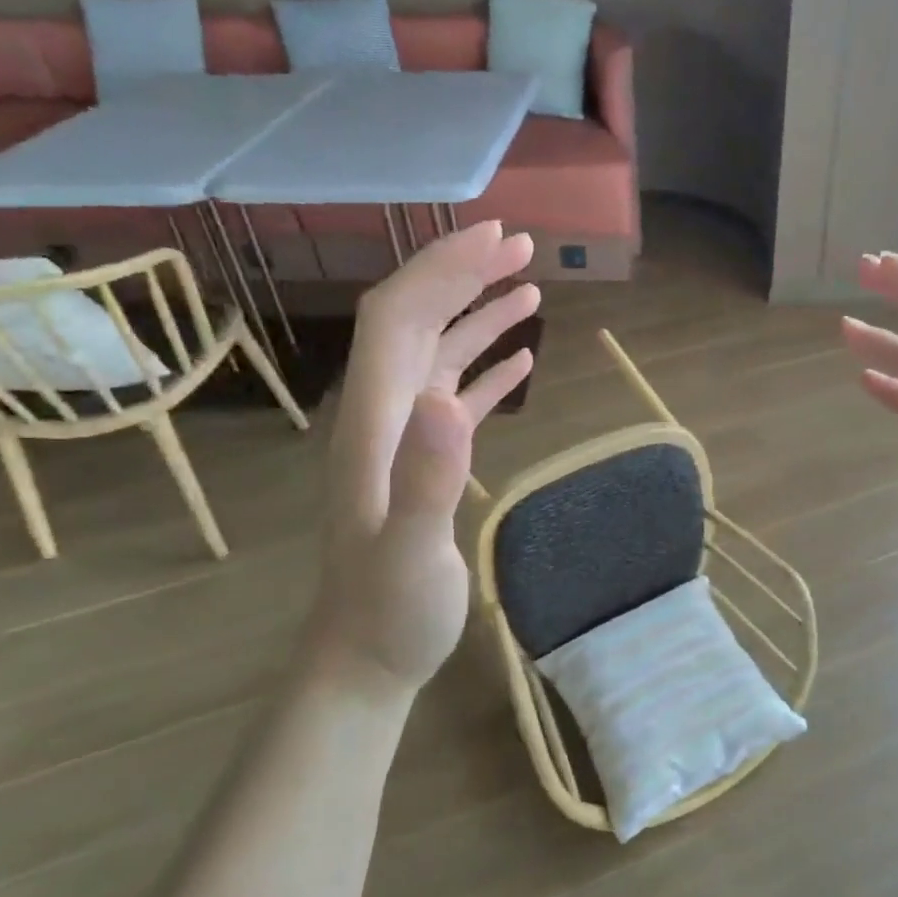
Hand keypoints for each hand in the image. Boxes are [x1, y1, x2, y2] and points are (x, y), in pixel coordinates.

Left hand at [303, 221, 538, 694]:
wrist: (368, 657)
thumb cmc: (389, 612)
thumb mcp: (410, 553)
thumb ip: (428, 479)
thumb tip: (449, 399)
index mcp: (375, 421)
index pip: (399, 318)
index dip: (441, 269)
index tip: (496, 238)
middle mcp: (385, 414)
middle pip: (417, 320)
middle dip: (464, 273)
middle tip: (524, 245)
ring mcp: (406, 437)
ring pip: (439, 352)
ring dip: (479, 313)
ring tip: (529, 285)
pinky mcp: (427, 460)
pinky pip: (458, 394)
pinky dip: (488, 367)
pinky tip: (521, 358)